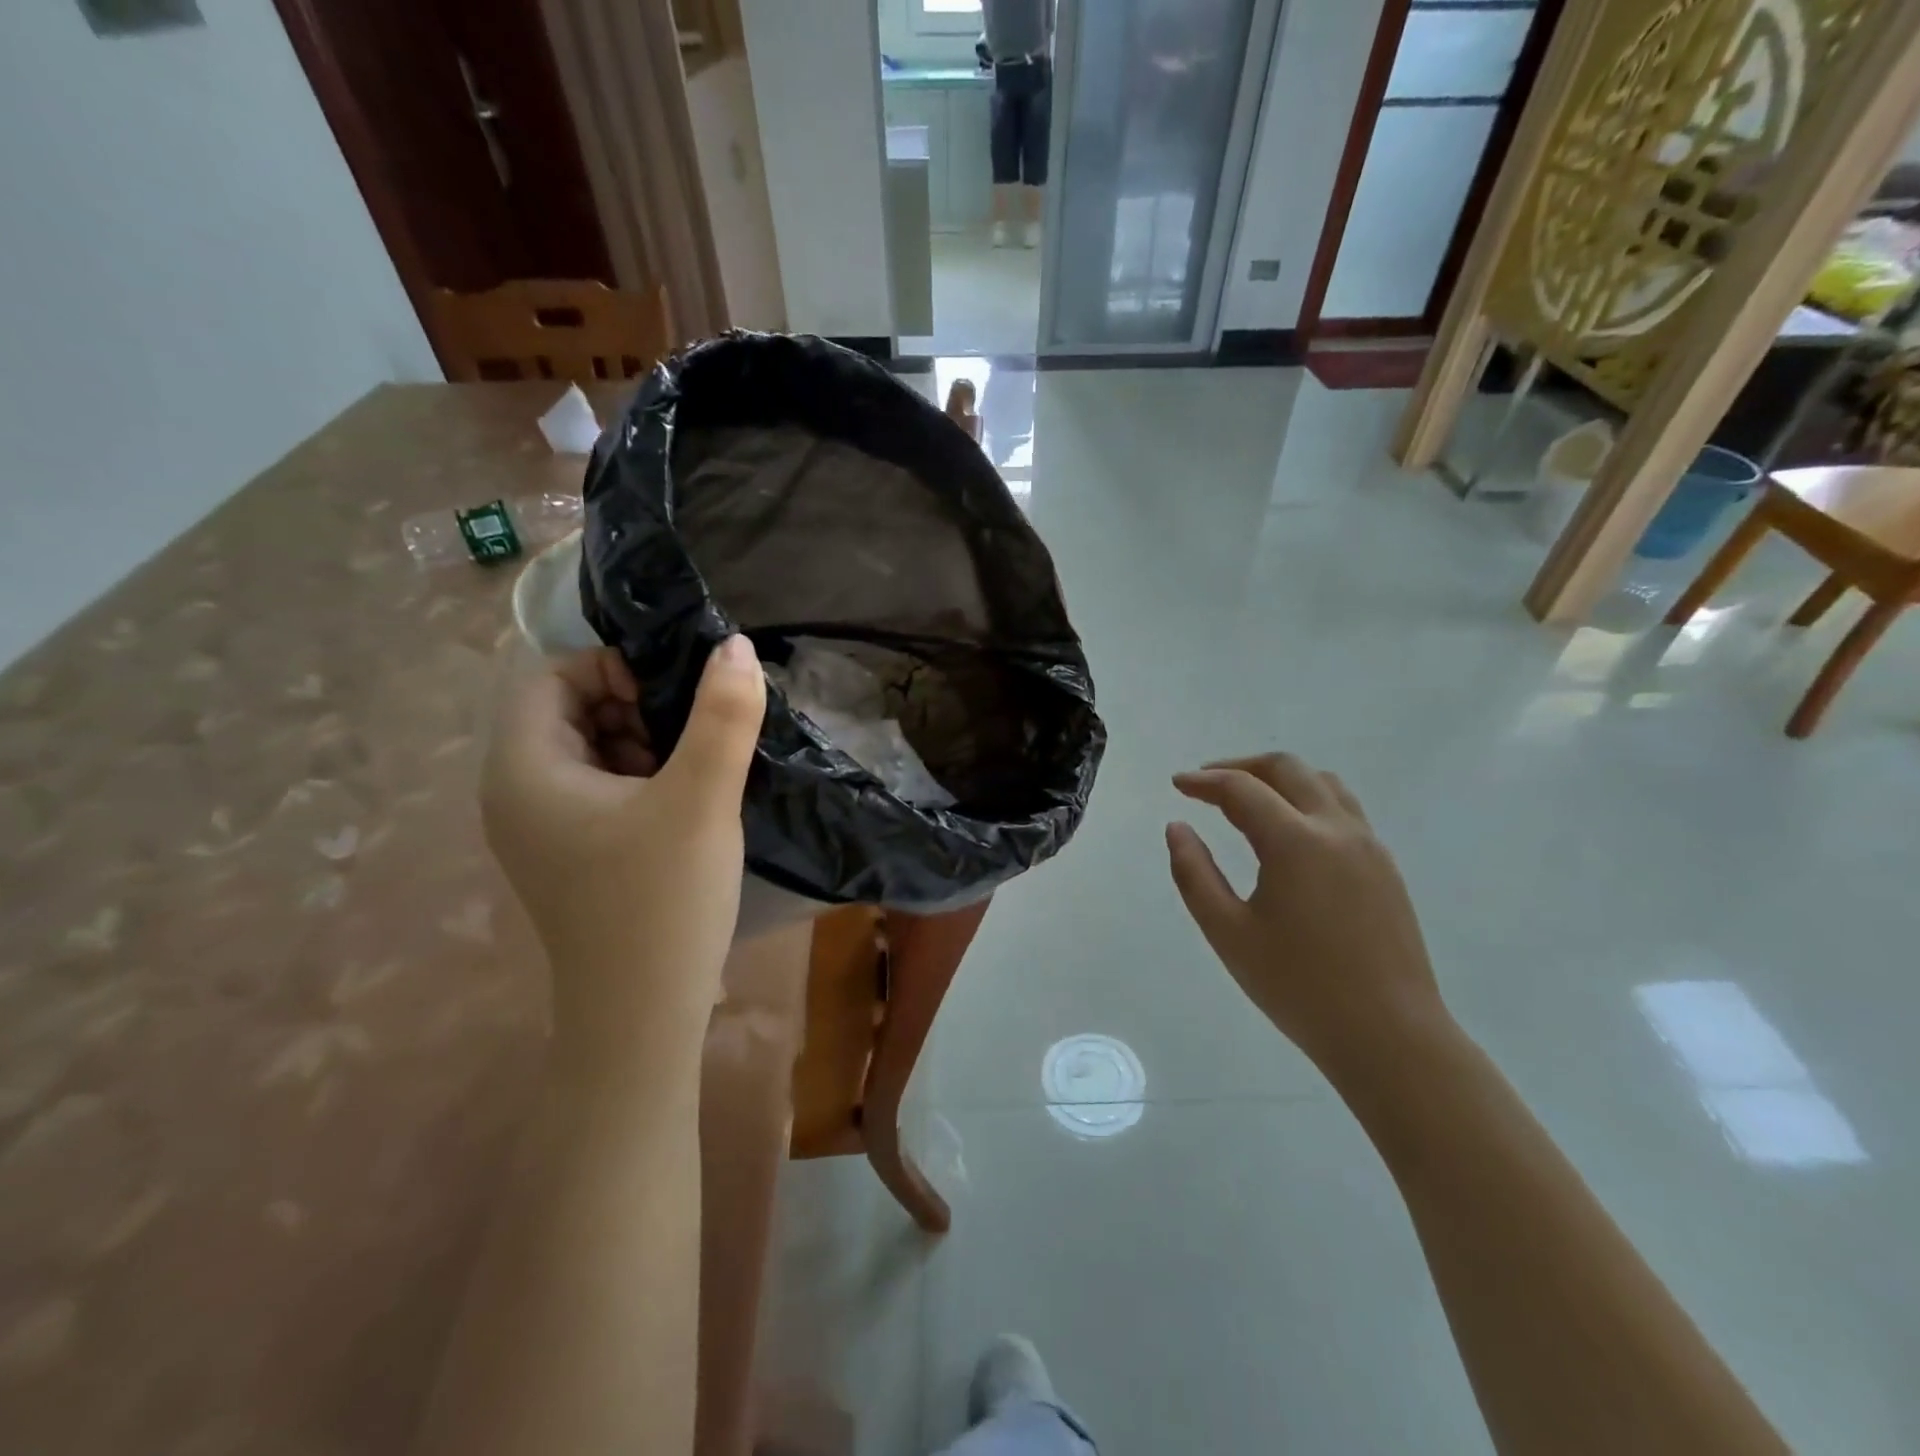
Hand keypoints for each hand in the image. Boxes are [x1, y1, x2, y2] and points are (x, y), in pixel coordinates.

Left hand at [480, 639, 765, 1072]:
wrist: (643, 1016)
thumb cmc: (661, 901)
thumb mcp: (700, 798)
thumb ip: (722, 716)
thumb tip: (737, 646)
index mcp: (524, 769)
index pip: (552, 677)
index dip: (614, 667)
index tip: (677, 693)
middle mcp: (518, 792)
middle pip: (572, 711)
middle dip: (637, 705)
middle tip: (698, 729)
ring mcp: (544, 828)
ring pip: (594, 750)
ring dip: (648, 740)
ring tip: (701, 763)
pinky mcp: (574, 854)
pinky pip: (604, 788)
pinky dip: (645, 776)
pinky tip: (689, 798)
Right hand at [1166, 753, 1448, 1083]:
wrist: (1390, 1036)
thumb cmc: (1299, 987)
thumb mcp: (1228, 933)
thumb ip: (1194, 873)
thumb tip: (1178, 828)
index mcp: (1296, 841)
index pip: (1242, 789)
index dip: (1204, 781)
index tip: (1177, 785)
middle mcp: (1337, 829)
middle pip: (1287, 768)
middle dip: (1242, 766)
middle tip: (1207, 784)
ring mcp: (1369, 846)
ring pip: (1322, 783)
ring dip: (1280, 779)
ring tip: (1248, 800)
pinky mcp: (1385, 867)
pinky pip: (1343, 810)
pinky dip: (1307, 801)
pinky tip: (1289, 834)